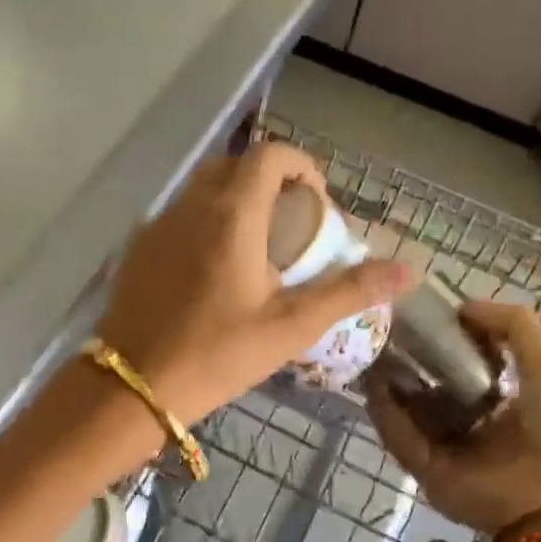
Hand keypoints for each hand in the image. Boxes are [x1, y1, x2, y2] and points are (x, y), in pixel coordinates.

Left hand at [97, 143, 413, 424]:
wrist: (133, 386)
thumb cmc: (217, 355)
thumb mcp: (290, 327)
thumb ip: (349, 291)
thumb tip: (407, 270)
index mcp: (231, 215)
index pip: (269, 155)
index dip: (300, 166)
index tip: (317, 202)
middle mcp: (190, 207)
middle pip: (234, 165)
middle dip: (268, 181)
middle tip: (289, 225)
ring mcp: (157, 225)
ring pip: (201, 189)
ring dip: (234, 200)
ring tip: (255, 249)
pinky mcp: (137, 248)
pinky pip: (178, 216)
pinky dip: (204, 222)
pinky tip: (213, 271)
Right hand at [364, 300, 540, 535]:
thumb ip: (512, 323)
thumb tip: (462, 306)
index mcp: (508, 401)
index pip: (466, 365)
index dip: (445, 339)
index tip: (422, 315)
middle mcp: (475, 424)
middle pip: (431, 386)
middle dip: (409, 359)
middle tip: (386, 330)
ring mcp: (449, 449)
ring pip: (408, 411)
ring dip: (389, 383)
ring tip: (370, 351)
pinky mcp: (427, 471)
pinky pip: (400, 437)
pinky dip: (384, 413)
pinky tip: (373, 384)